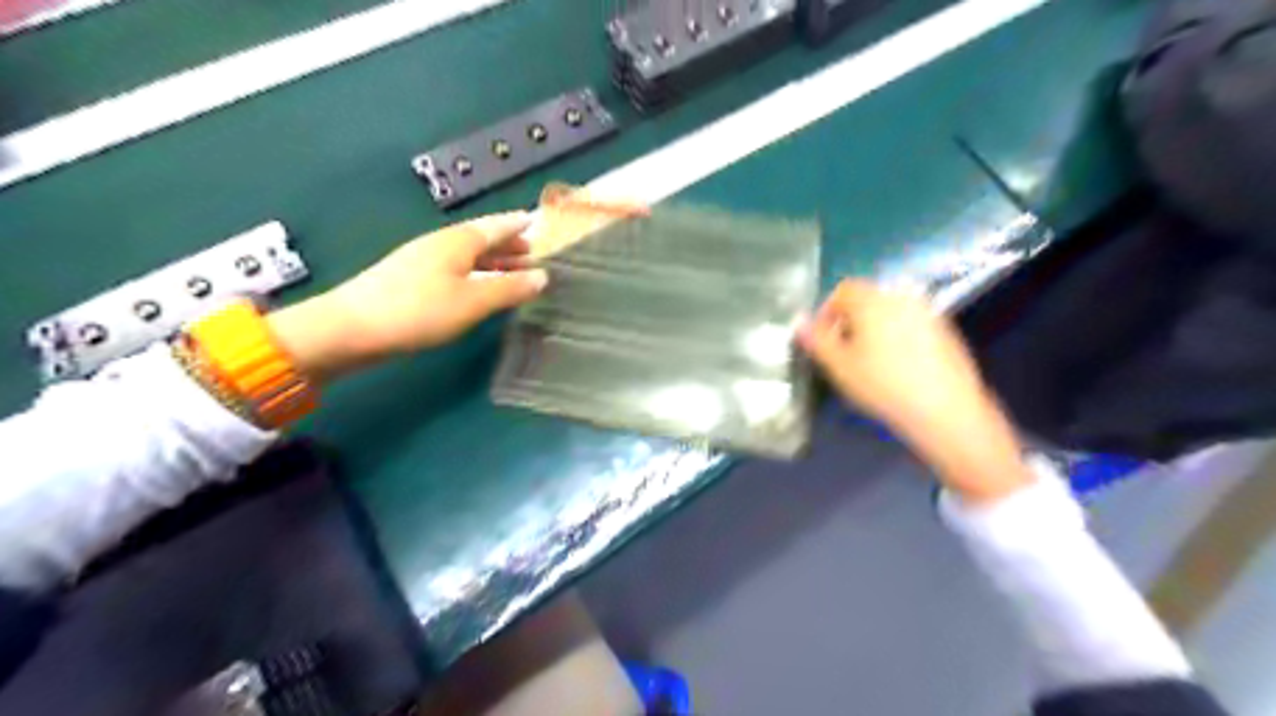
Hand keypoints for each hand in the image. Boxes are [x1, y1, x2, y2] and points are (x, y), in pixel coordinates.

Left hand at [269, 209, 541, 380]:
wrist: (350, 328)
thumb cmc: (418, 310)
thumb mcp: (472, 301)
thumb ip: (510, 288)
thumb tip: (543, 277)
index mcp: (459, 241)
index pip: (498, 225)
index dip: (521, 225)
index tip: (542, 224)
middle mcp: (442, 244)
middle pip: (484, 239)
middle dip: (511, 246)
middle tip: (539, 256)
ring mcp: (424, 261)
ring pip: (470, 256)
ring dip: (495, 263)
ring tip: (518, 274)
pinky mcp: (412, 280)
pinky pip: (457, 270)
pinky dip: (478, 275)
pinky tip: (481, 290)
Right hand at [796, 280, 1034, 503]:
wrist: (945, 409)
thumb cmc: (883, 385)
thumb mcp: (839, 366)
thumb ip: (816, 340)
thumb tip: (798, 321)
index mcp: (873, 300)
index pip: (843, 290)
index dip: (826, 311)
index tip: (822, 339)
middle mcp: (902, 297)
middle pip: (867, 298)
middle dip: (849, 320)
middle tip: (842, 351)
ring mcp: (927, 312)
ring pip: (889, 311)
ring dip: (873, 328)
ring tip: (868, 360)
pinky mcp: (945, 330)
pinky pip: (910, 323)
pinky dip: (896, 335)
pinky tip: (896, 366)